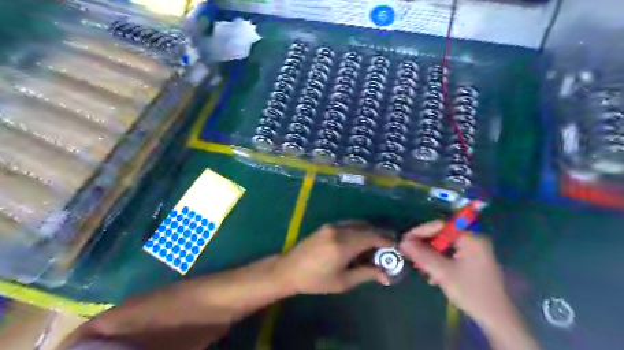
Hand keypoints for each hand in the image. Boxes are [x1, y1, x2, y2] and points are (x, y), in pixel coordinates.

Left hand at [274, 223, 390, 293]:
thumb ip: (366, 274)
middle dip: (380, 235)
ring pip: (358, 224)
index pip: (372, 237)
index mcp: (344, 244)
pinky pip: (348, 224)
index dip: (387, 241)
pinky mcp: (327, 226)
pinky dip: (359, 230)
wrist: (289, 269)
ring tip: (377, 245)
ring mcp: (332, 226)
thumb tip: (386, 275)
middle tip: (390, 246)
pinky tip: (360, 241)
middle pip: (367, 228)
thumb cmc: (316, 280)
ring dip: (370, 231)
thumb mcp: (343, 282)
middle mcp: (339, 230)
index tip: (397, 248)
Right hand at [400, 222, 516, 327]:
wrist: (496, 319)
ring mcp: (474, 251)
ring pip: (444, 247)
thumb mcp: (443, 272)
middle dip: (424, 246)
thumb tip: (402, 242)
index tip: (405, 240)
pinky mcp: (472, 261)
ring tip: (419, 268)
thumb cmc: (470, 292)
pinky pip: (450, 255)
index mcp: (470, 238)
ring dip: (430, 256)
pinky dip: (439, 262)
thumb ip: (422, 255)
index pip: (440, 226)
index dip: (420, 231)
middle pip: (441, 236)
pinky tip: (432, 276)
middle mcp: (473, 240)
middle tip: (409, 254)